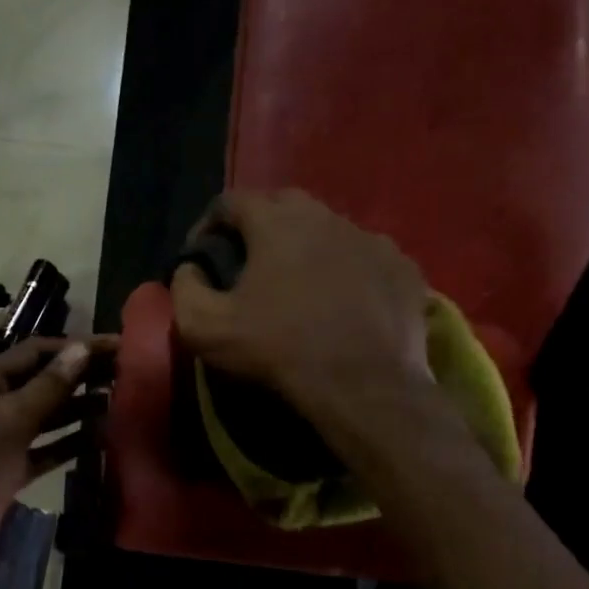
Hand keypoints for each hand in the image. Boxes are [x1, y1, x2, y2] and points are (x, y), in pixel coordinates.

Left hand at [0, 335, 112, 588]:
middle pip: (39, 384)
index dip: (70, 347)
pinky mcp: (10, 474)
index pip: (29, 355)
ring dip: (79, 408)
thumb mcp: (10, 422)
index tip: (111, 346)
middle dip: (78, 376)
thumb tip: (80, 349)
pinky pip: (46, 450)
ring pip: (45, 417)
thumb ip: (47, 388)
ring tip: (118, 400)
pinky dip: (71, 442)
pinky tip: (101, 436)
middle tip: (123, 371)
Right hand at [171, 190, 432, 418]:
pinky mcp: (403, 268)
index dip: (208, 224)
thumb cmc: (280, 352)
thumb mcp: (206, 330)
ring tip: (301, 286)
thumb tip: (190, 269)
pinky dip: (350, 272)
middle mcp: (327, 216)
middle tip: (250, 265)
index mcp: (277, 223)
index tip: (202, 256)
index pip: (231, 201)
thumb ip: (185, 290)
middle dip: (260, 227)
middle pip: (284, 206)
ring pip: (331, 230)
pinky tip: (346, 303)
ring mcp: (373, 239)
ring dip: (309, 249)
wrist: (364, 386)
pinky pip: (367, 259)